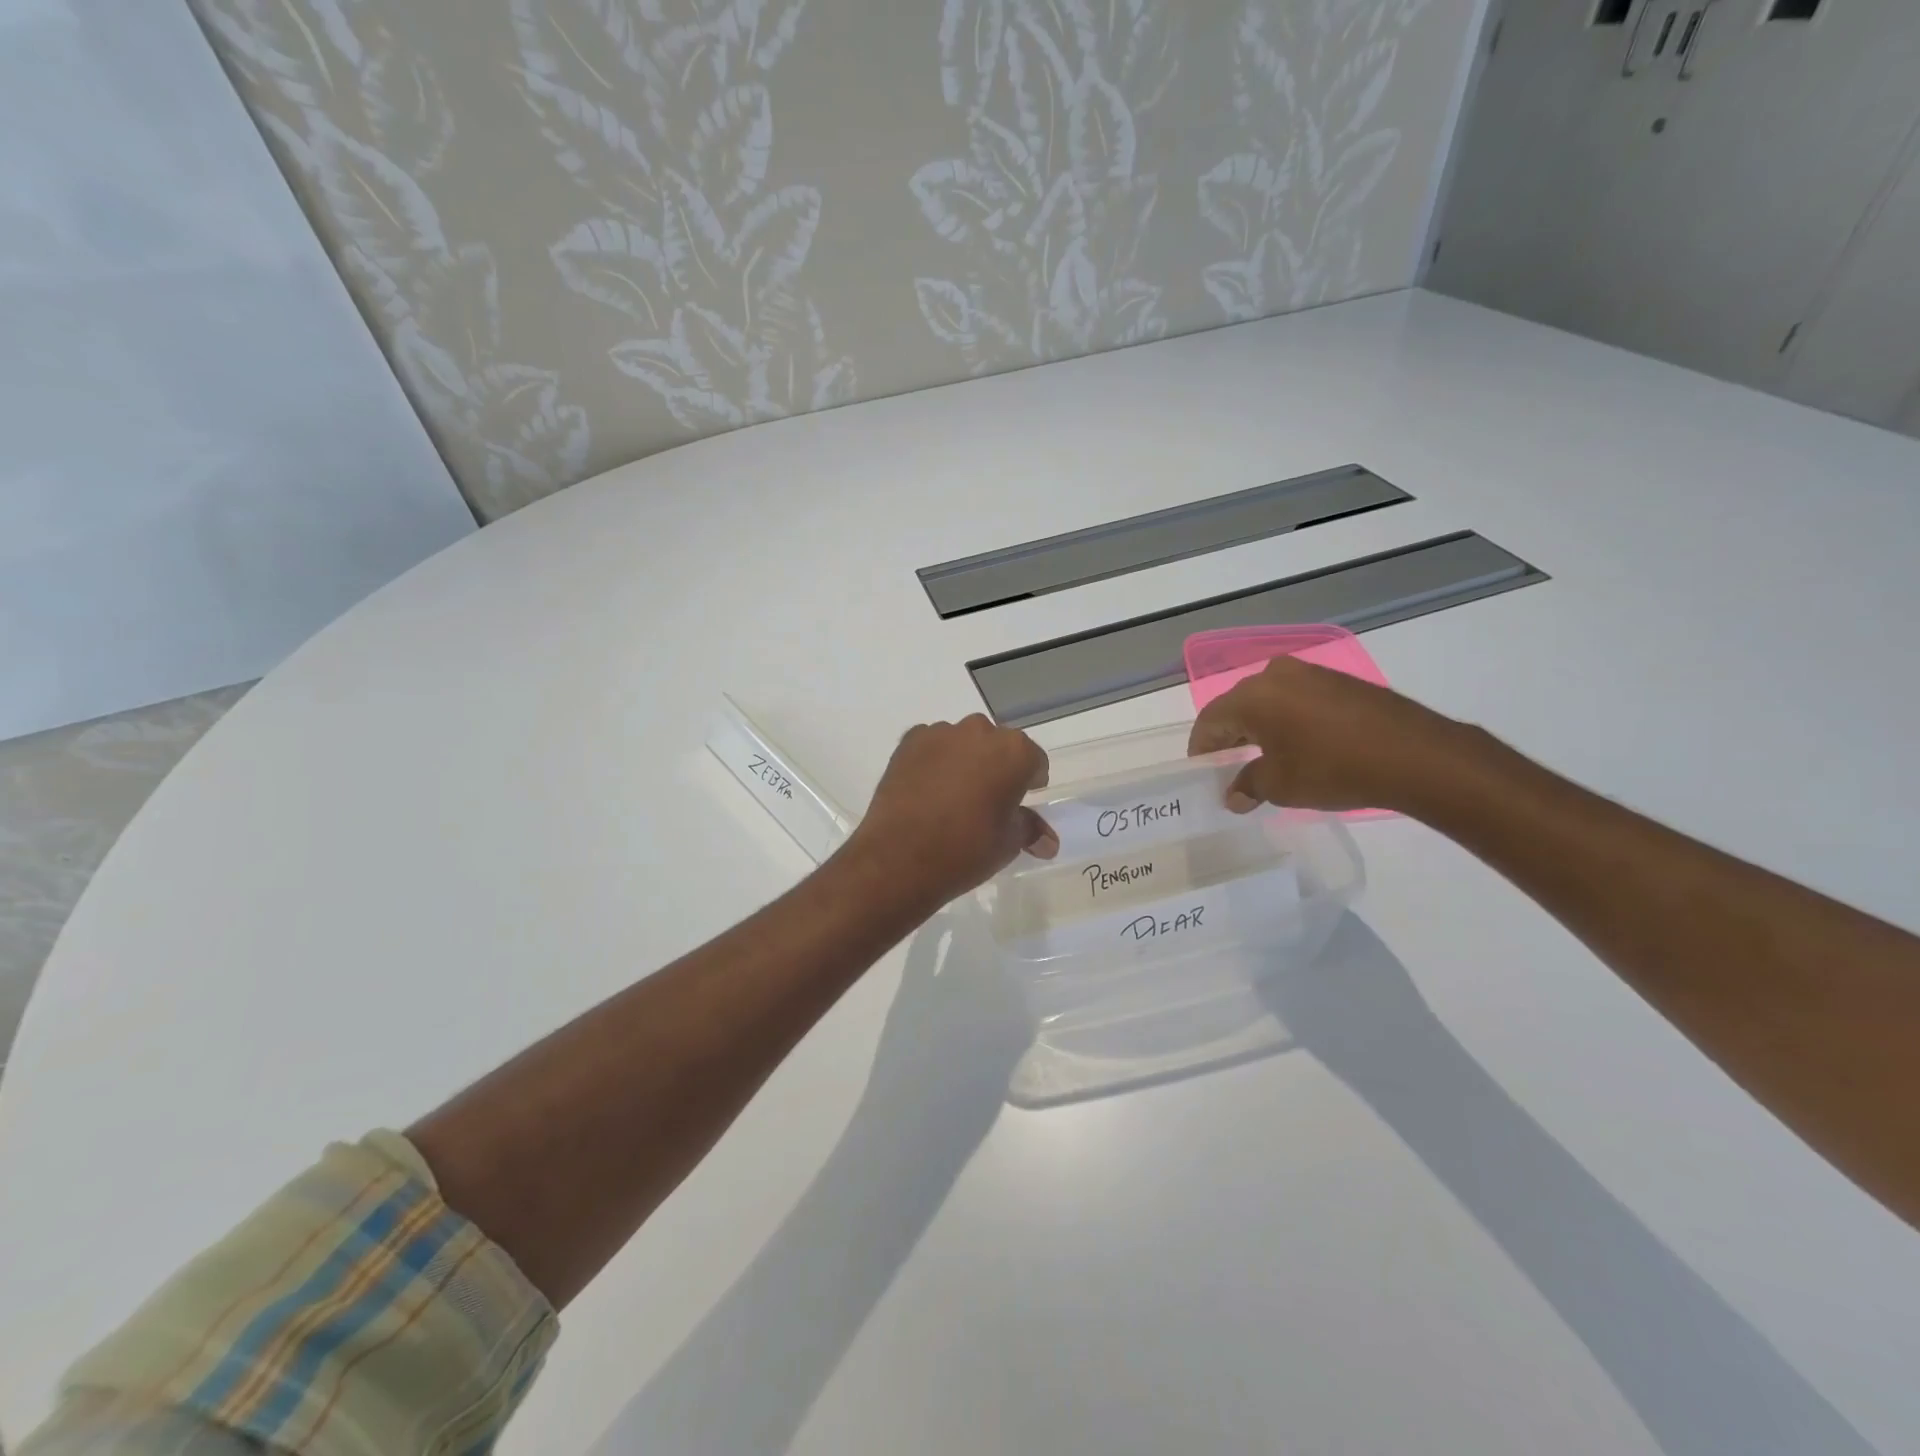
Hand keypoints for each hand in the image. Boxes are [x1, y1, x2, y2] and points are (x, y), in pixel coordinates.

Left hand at [848, 715, 1057, 904]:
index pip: (1034, 761)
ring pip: (963, 743)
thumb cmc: (966, 850)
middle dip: (997, 767)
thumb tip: (1048, 842)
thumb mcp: (1007, 843)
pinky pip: (932, 746)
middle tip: (987, 801)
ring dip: (965, 761)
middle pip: (998, 746)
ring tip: (953, 797)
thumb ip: (1029, 830)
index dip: (1030, 782)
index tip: (1020, 802)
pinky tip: (927, 791)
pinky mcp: (909, 742)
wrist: (899, 858)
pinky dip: (934, 761)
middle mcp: (979, 731)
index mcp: (1014, 752)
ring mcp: (940, 733)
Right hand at [1187, 656, 1472, 812]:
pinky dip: (1289, 719)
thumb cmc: (1333, 769)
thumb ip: (1248, 785)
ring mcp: (1311, 673)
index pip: (1210, 721)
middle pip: (1238, 706)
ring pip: (1269, 700)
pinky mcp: (1340, 681)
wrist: (1415, 755)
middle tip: (1228, 765)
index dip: (1202, 748)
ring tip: (1264, 756)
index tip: (1202, 771)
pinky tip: (1299, 743)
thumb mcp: (1281, 785)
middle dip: (1230, 735)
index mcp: (1252, 697)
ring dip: (1261, 726)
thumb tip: (1234, 795)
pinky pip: (1298, 698)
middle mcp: (1275, 675)